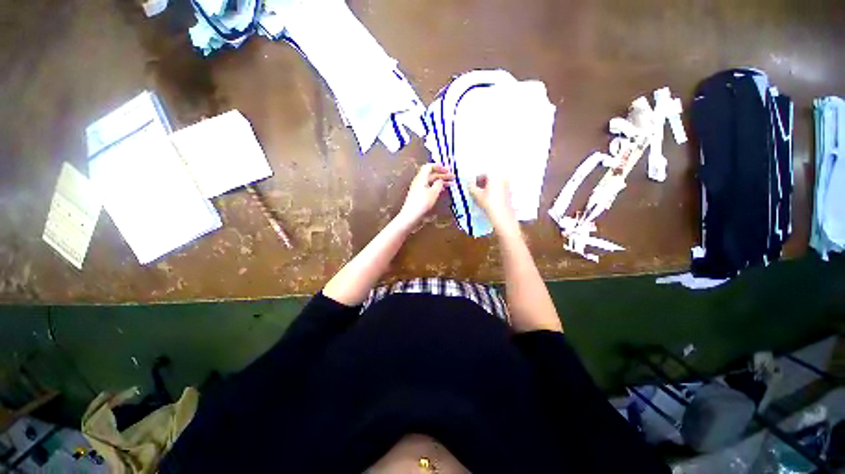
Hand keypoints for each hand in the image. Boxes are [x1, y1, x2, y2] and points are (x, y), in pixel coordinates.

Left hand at [398, 164, 453, 227]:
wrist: (410, 216)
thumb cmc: (422, 203)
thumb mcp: (433, 193)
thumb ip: (438, 184)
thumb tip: (440, 180)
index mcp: (421, 178)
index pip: (429, 167)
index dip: (439, 167)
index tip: (448, 170)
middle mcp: (419, 181)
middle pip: (431, 174)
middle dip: (442, 175)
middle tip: (453, 178)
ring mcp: (418, 188)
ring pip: (431, 182)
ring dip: (441, 182)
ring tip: (450, 184)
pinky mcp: (419, 195)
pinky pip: (429, 188)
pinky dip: (436, 187)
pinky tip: (442, 191)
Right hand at [468, 174, 517, 233]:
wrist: (502, 215)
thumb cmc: (489, 203)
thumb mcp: (477, 195)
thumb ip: (471, 186)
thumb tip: (469, 182)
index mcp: (495, 176)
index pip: (484, 173)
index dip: (476, 179)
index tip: (472, 185)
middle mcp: (502, 178)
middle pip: (490, 177)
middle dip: (482, 182)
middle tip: (475, 190)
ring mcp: (507, 185)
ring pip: (495, 183)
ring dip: (487, 187)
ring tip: (481, 195)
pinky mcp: (509, 192)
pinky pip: (499, 188)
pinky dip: (493, 191)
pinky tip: (488, 199)